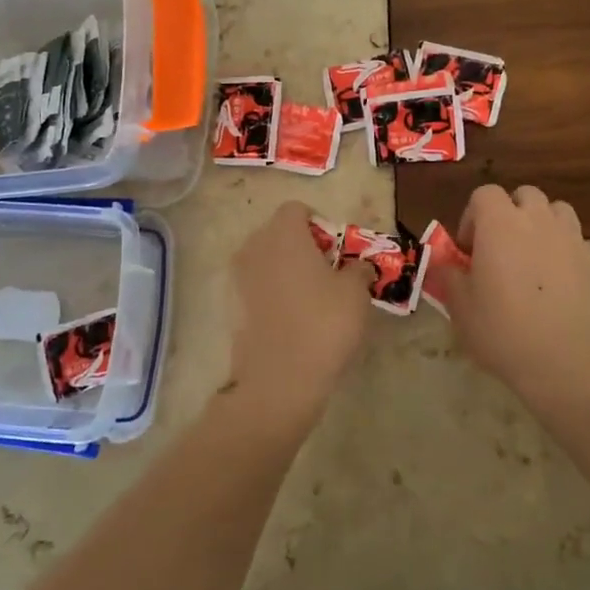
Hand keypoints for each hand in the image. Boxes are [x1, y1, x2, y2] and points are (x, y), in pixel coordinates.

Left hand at [222, 201, 371, 430]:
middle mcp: (254, 247)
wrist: (278, 380)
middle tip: (327, 272)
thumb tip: (359, 265)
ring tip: (311, 298)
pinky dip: (272, 293)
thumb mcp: (356, 293)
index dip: (319, 224)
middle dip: (301, 245)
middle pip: (278, 233)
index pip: (296, 210)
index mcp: (283, 234)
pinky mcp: (231, 307)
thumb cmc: (323, 324)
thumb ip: (359, 269)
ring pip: (265, 260)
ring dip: (285, 269)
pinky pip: (255, 287)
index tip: (336, 250)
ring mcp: (237, 278)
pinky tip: (291, 319)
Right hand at [445, 185, 589, 397]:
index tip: (468, 250)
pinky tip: (554, 284)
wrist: (570, 363)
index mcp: (500, 223)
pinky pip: (574, 241)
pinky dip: (562, 250)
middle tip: (498, 250)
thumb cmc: (504, 331)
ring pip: (555, 211)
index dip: (472, 217)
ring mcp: (571, 239)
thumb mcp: (460, 307)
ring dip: (540, 224)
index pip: (484, 194)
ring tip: (529, 259)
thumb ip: (449, 276)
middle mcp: (537, 220)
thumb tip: (445, 263)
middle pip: (524, 195)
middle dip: (509, 214)